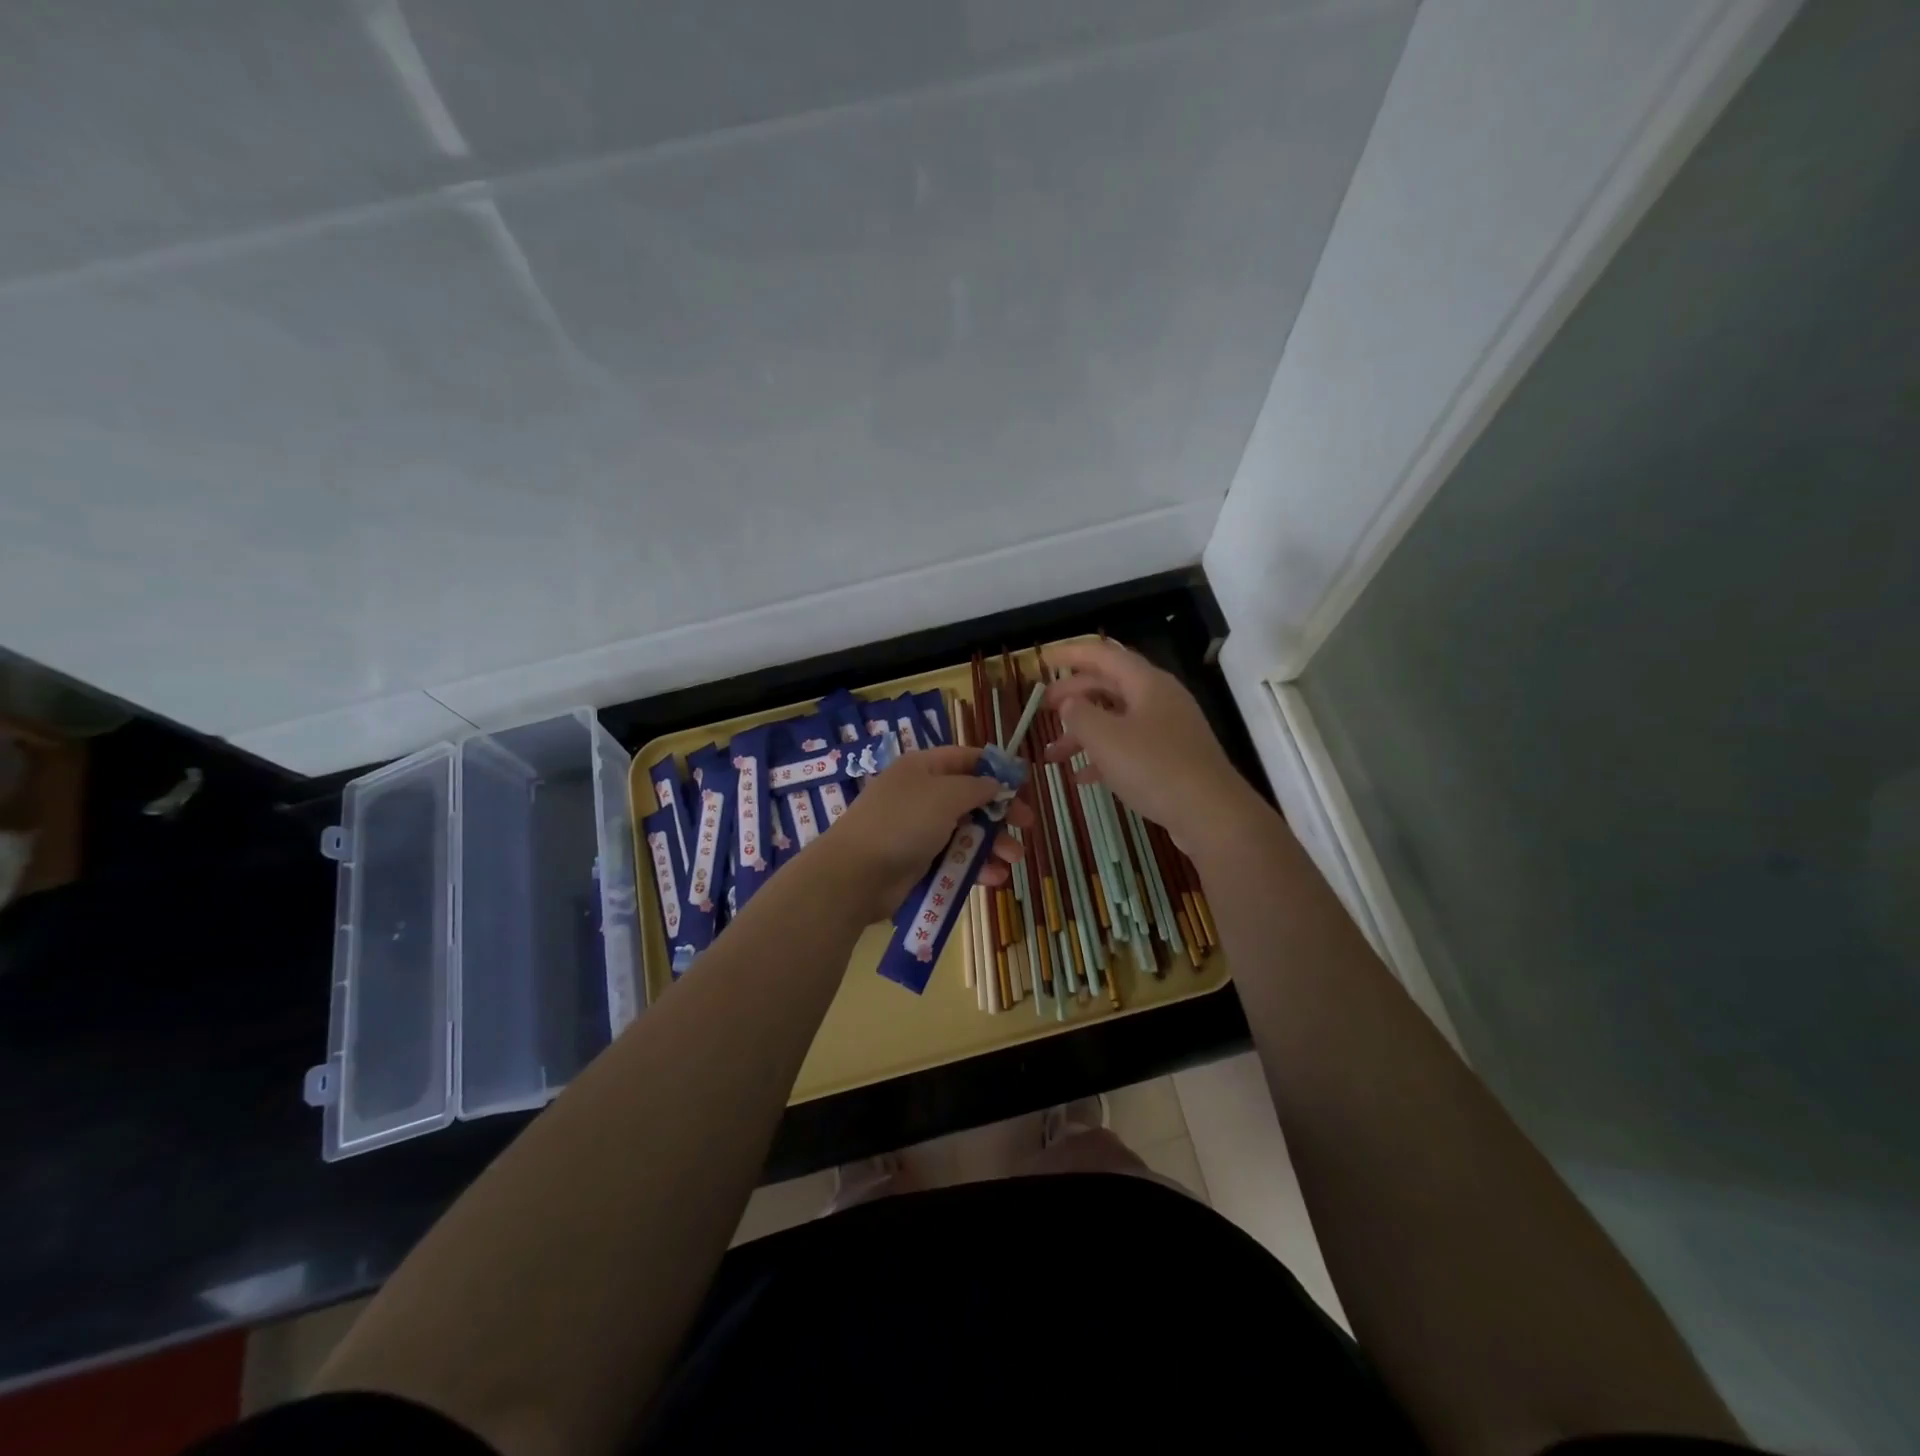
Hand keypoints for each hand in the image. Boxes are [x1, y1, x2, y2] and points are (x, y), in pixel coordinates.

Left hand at [821, 745, 1029, 922]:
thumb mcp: (945, 795)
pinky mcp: (918, 862)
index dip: (995, 769)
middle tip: (1027, 825)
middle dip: (1000, 812)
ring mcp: (919, 830)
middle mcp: (922, 795)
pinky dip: (975, 867)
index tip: (1022, 784)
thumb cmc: (903, 823)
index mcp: (923, 768)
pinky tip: (993, 878)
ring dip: (992, 844)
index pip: (966, 759)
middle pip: (970, 798)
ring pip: (966, 832)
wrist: (856, 874)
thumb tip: (995, 783)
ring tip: (1013, 859)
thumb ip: (976, 787)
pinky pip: (954, 859)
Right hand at [1043, 640, 1255, 847]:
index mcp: (1146, 683)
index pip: (1103, 655)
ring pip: (1116, 720)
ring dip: (1083, 733)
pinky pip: (1129, 747)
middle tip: (1042, 709)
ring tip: (1053, 754)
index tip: (1043, 660)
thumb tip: (1068, 702)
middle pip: (1109, 686)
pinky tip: (1081, 777)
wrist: (1211, 814)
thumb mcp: (1105, 738)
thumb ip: (1079, 714)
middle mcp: (1159, 699)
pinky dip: (1103, 756)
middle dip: (1073, 696)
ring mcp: (1168, 730)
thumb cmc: (1154, 767)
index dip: (1071, 654)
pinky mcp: (1171, 759)